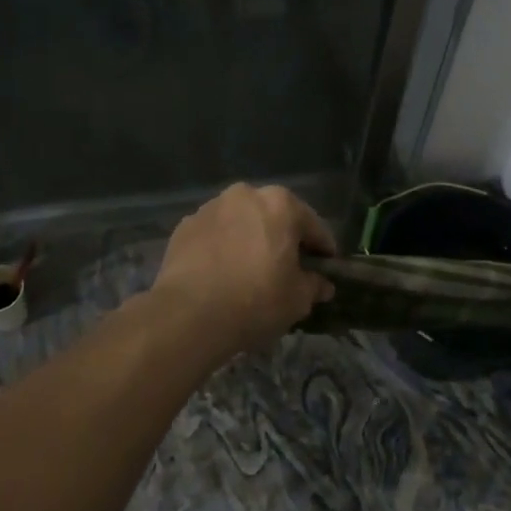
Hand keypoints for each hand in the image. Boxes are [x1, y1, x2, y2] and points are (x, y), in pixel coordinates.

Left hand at [152, 184, 336, 356]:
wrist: (189, 315)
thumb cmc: (255, 300)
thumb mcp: (298, 299)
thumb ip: (314, 285)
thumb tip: (322, 284)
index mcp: (280, 204)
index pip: (313, 226)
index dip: (323, 250)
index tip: (326, 268)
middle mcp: (244, 195)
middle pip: (274, 218)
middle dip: (282, 240)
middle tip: (287, 270)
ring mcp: (209, 208)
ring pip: (241, 223)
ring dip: (249, 241)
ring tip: (250, 272)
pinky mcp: (184, 227)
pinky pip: (214, 236)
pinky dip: (222, 249)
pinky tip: (221, 275)